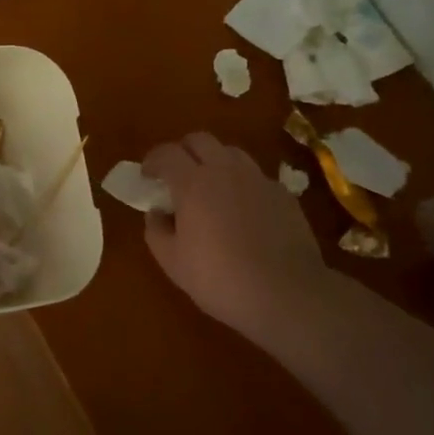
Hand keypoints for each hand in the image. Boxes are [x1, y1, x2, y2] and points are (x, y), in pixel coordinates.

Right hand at [142, 133, 331, 341]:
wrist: (287, 294)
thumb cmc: (220, 279)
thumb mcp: (173, 262)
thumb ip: (156, 231)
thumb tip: (156, 213)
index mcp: (193, 183)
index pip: (167, 153)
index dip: (152, 160)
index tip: (146, 175)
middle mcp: (225, 170)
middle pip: (200, 140)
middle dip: (183, 151)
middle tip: (176, 174)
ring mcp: (258, 179)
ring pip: (230, 152)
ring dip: (214, 162)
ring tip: (210, 187)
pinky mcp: (283, 194)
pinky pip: (255, 176)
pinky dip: (241, 183)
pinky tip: (242, 209)